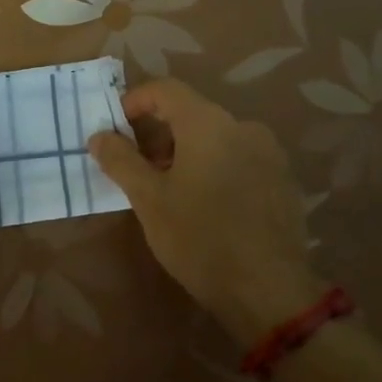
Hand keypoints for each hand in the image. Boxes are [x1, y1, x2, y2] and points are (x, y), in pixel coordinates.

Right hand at [88, 79, 318, 347]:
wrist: (269, 291)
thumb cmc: (200, 238)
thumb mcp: (149, 199)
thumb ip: (120, 160)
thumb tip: (99, 135)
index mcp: (208, 123)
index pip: (165, 89)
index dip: (135, 102)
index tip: (115, 129)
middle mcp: (243, 126)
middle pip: (191, 112)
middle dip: (158, 133)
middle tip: (136, 167)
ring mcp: (268, 153)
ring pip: (215, 137)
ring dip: (185, 152)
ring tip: (167, 189)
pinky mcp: (282, 179)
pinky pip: (238, 158)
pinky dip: (214, 166)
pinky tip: (204, 204)